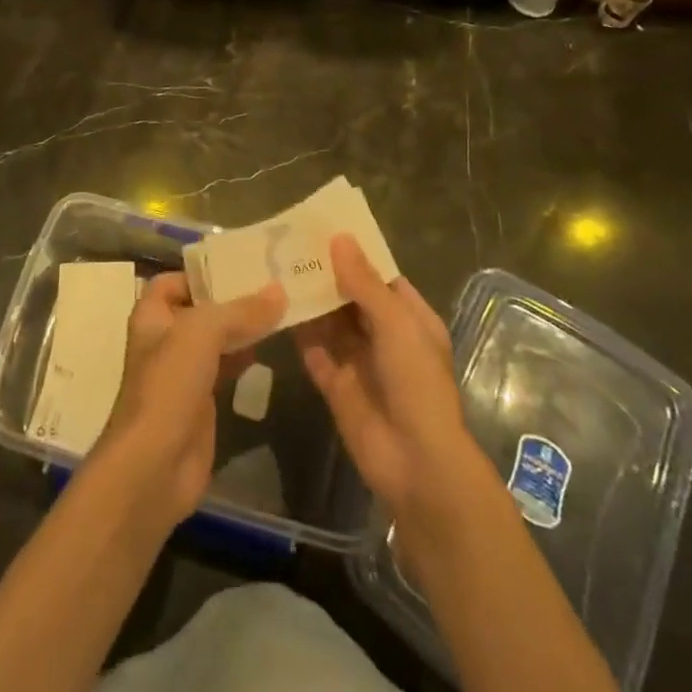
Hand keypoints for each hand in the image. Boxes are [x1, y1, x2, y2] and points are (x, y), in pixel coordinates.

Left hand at [91, 273, 284, 530]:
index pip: (174, 280)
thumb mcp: (201, 333)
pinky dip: (245, 356)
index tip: (240, 266)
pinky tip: (269, 348)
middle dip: (231, 298)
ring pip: (215, 339)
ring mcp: (183, 372)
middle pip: (200, 308)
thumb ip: (240, 311)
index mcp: (152, 315)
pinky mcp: (201, 401)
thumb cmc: (168, 385)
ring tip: (280, 309)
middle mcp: (165, 339)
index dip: (201, 273)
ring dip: (242, 327)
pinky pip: (225, 368)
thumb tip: (279, 291)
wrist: (155, 465)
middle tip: (273, 284)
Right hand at [293, 236, 491, 531]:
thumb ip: (364, 283)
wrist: (415, 463)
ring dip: (309, 299)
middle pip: (351, 297)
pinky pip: (313, 350)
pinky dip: (298, 331)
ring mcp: (358, 361)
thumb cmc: (416, 383)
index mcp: (410, 320)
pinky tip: (274, 307)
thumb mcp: (396, 325)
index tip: (323, 228)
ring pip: (329, 322)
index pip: (381, 278)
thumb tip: (339, 238)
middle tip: (289, 243)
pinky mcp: (335, 384)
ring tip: (275, 266)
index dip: (355, 254)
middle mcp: (384, 336)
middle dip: (326, 274)